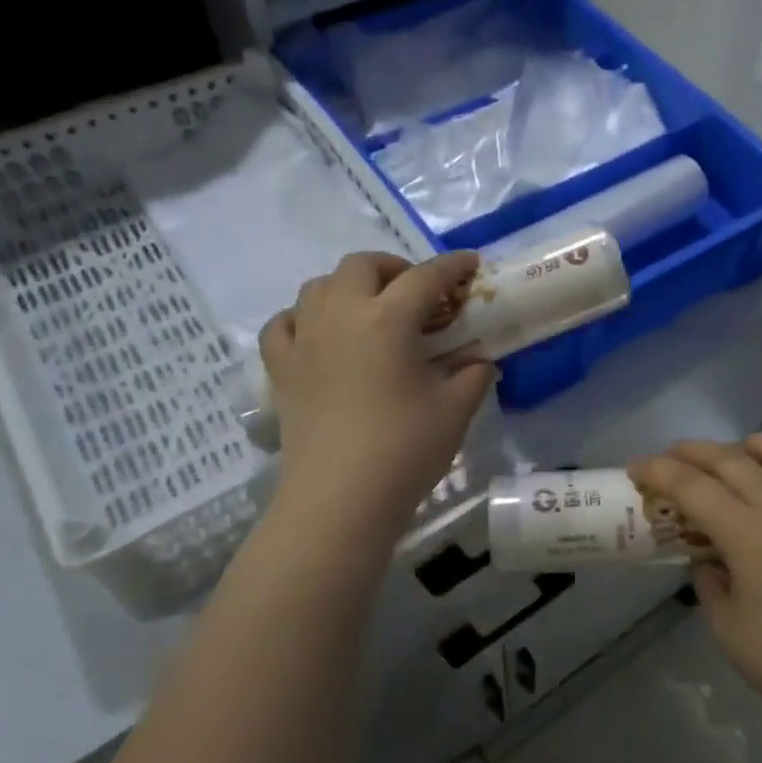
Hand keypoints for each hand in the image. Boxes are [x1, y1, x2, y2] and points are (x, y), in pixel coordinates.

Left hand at [261, 251, 494, 537]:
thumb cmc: (404, 450)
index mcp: (387, 320)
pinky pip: (284, 323)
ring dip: (349, 287)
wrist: (340, 498)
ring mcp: (304, 340)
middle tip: (416, 292)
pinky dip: (303, 318)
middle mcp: (340, 315)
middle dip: (394, 267)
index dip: (452, 266)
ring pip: (318, 286)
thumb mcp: (455, 410)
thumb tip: (480, 361)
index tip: (470, 264)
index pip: (425, 277)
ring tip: (370, 310)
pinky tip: (319, 334)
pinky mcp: (281, 368)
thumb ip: (472, 375)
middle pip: (362, 265)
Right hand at [629, 435, 761, 735]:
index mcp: (748, 534)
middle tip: (670, 458)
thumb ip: (709, 580)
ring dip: (754, 443)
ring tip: (737, 454)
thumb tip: (708, 558)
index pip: (693, 487)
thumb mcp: (725, 624)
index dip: (659, 472)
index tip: (636, 469)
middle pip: (733, 460)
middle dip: (693, 452)